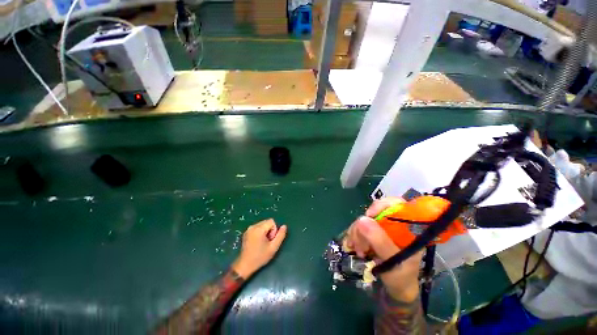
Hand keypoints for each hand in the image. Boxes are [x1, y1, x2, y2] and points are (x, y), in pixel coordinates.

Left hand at [232, 219, 286, 278]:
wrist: (244, 266)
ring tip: (262, 242)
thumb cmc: (260, 257)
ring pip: (262, 224)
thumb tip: (284, 226)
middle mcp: (253, 226)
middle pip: (267, 222)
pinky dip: (260, 232)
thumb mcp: (273, 247)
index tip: (270, 240)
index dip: (274, 230)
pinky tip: (258, 242)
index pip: (272, 221)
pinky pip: (257, 227)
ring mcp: (248, 229)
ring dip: (265, 231)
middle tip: (267, 242)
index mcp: (258, 229)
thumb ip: (280, 235)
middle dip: (270, 230)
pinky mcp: (246, 232)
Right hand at [345, 197, 423, 301]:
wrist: (396, 288)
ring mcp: (382, 227)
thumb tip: (362, 219)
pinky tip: (354, 246)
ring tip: (358, 249)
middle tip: (360, 242)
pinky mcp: (372, 232)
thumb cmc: (401, 276)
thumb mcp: (393, 261)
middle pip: (375, 211)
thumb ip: (380, 241)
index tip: (369, 216)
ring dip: (357, 232)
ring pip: (364, 219)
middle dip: (364, 225)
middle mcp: (394, 223)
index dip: (381, 205)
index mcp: (408, 227)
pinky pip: (359, 226)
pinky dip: (354, 234)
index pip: (396, 203)